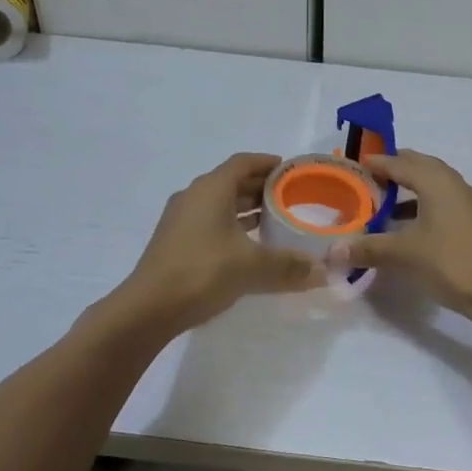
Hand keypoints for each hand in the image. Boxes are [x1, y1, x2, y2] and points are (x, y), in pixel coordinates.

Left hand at [116, 153, 324, 332]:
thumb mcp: (253, 267)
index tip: (290, 170)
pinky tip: (249, 246)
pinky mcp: (175, 241)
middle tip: (290, 197)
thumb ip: (289, 266)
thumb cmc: (202, 272)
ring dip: (245, 208)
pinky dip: (232, 226)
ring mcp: (180, 220)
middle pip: (231, 182)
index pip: (243, 162)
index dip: (267, 163)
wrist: (148, 308)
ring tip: (274, 220)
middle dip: (260, 187)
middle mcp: (194, 197)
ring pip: (219, 204)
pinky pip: (210, 222)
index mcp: (211, 189)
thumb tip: (323, 272)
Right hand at [324, 150, 471, 327]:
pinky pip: (445, 204)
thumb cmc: (452, 262)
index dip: (378, 163)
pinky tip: (412, 230)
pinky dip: (424, 208)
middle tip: (370, 179)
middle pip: (422, 167)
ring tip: (386, 205)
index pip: (401, 163)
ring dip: (411, 191)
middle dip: (396, 169)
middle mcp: (456, 185)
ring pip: (436, 186)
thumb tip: (332, 252)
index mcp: (438, 182)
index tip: (356, 165)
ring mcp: (471, 204)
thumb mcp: (404, 254)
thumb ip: (368, 248)